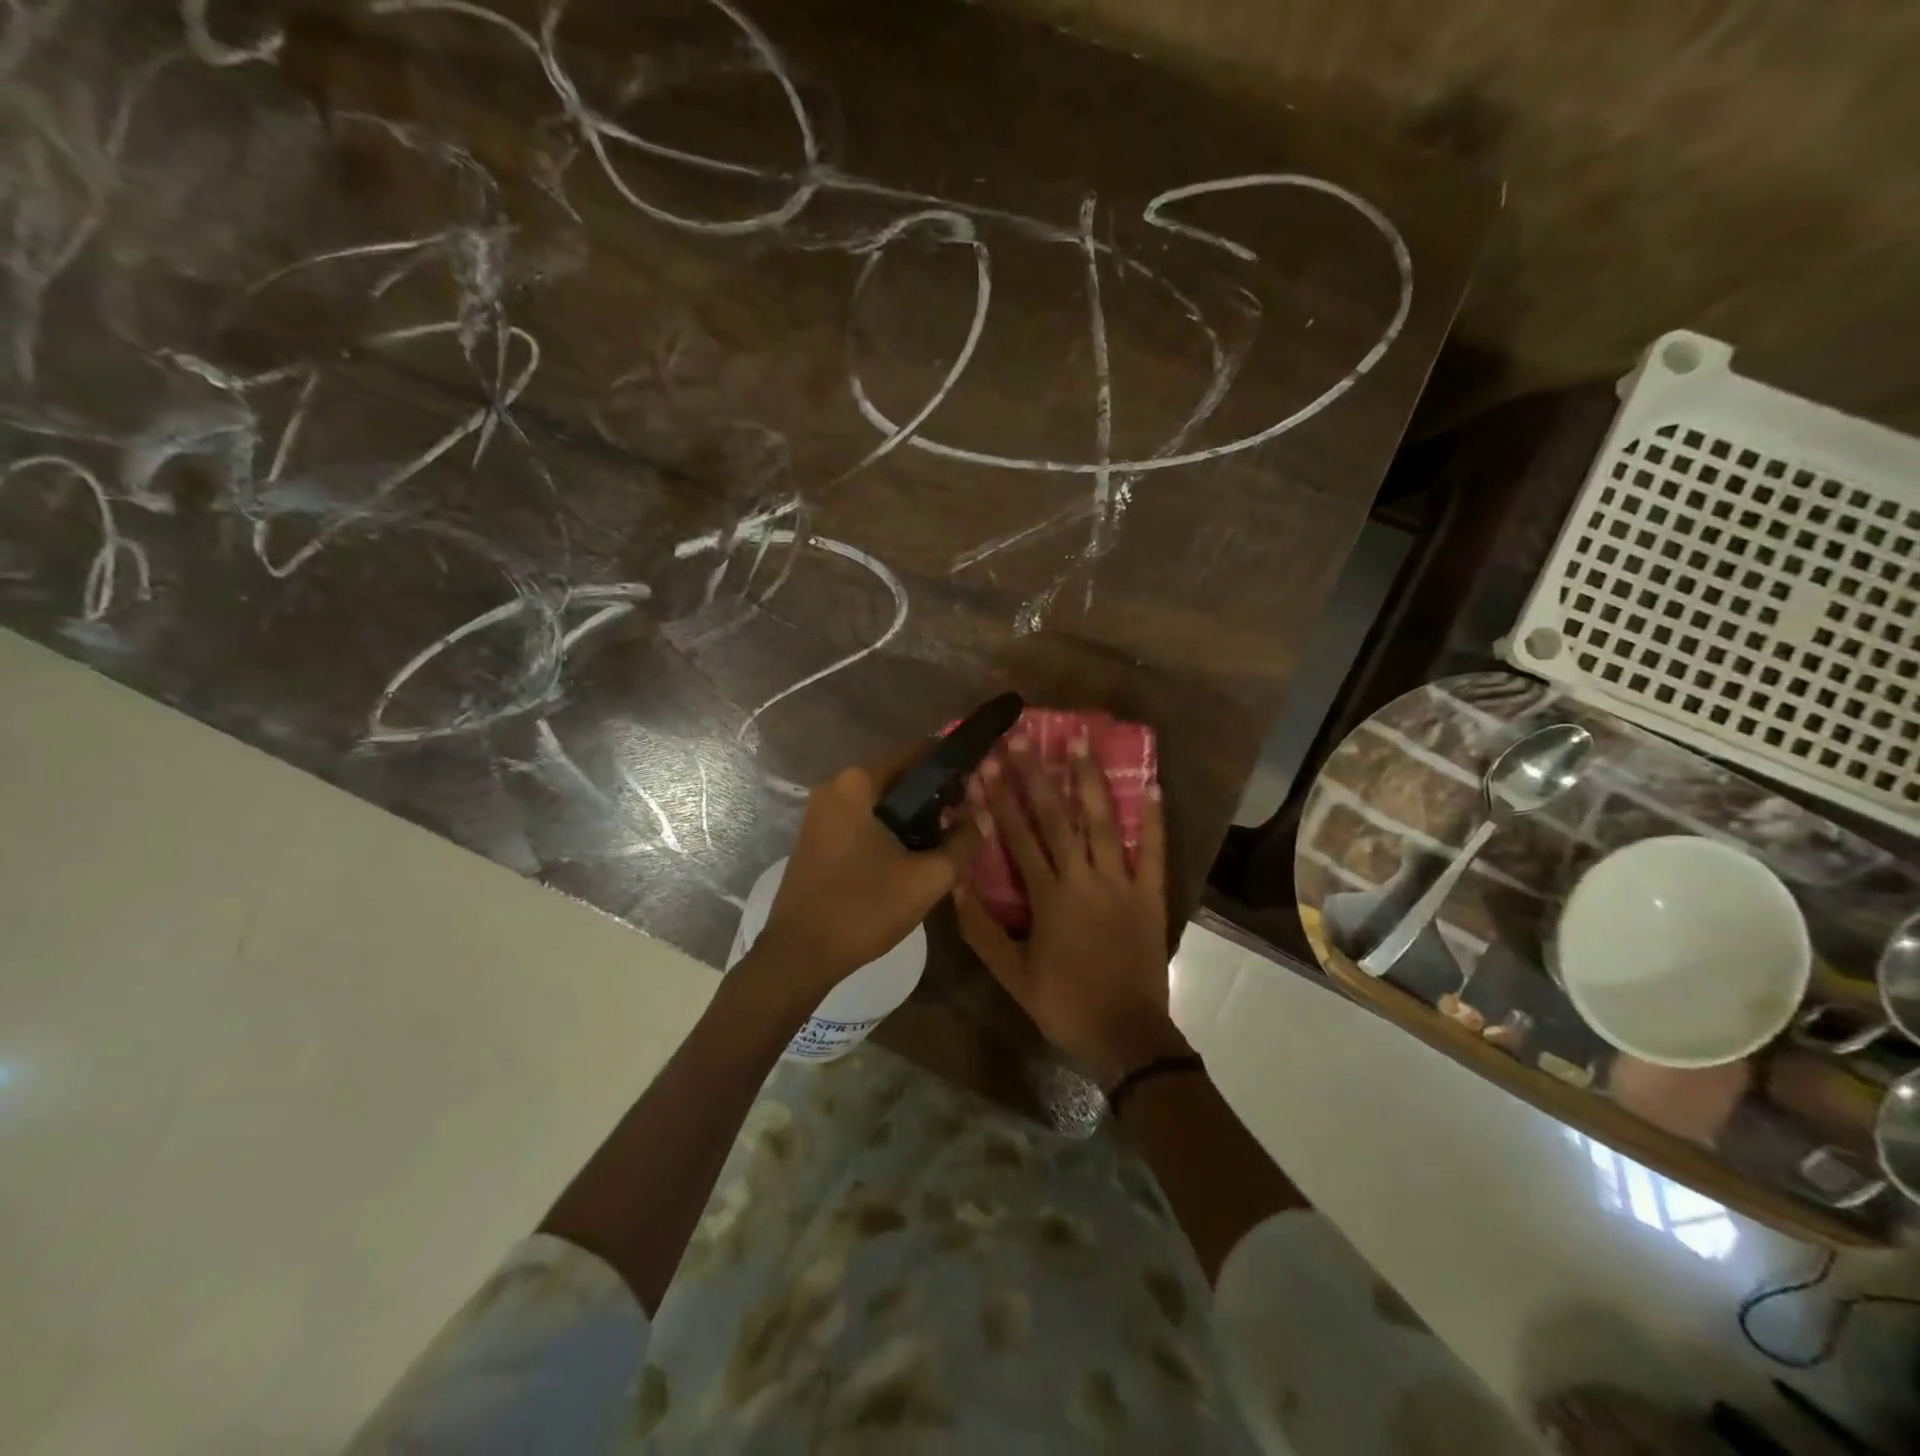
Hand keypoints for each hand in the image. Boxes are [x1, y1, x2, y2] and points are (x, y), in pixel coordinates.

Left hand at [755, 743, 983, 989]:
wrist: (799, 954)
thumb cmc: (864, 908)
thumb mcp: (927, 878)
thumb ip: (962, 841)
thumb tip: (982, 815)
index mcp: (858, 782)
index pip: (919, 755)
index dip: (953, 768)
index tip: (979, 785)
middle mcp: (835, 787)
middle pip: (900, 779)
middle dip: (934, 798)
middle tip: (965, 823)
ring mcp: (821, 812)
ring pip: (882, 803)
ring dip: (912, 818)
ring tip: (944, 843)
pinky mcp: (817, 837)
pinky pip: (863, 821)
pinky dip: (888, 831)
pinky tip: (909, 857)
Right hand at [953, 733, 1187, 1084]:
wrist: (1126, 1035)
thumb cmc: (1063, 1004)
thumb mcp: (1011, 974)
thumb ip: (980, 928)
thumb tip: (955, 881)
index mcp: (1047, 897)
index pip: (1017, 837)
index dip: (1000, 798)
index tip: (987, 764)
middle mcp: (1082, 879)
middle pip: (1055, 818)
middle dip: (1036, 775)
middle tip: (1024, 738)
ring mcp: (1120, 883)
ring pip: (1101, 822)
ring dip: (1089, 781)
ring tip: (1080, 742)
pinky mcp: (1150, 894)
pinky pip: (1153, 850)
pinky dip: (1152, 819)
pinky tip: (1151, 785)